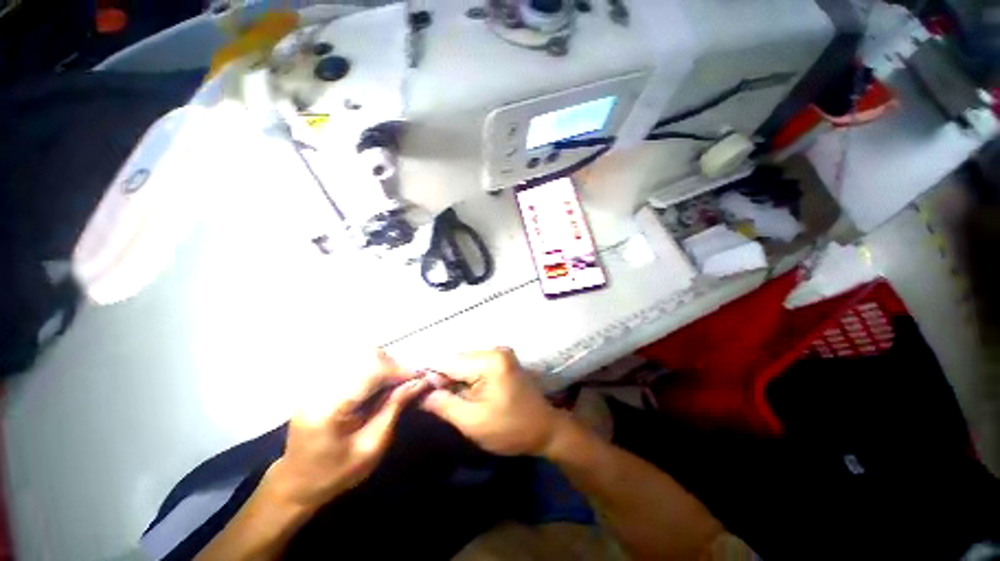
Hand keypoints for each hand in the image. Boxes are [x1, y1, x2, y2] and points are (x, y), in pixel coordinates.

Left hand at [267, 349, 427, 512]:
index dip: (400, 371)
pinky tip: (378, 384)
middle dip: (394, 366)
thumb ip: (394, 408)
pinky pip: (354, 361)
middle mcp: (320, 386)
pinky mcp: (320, 379)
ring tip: (393, 385)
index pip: (371, 372)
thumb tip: (419, 381)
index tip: (422, 378)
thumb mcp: (372, 446)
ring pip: (362, 354)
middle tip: (407, 384)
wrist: (297, 481)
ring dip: (385, 365)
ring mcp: (318, 380)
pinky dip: (373, 367)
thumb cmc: (336, 472)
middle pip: (367, 356)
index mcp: (329, 408)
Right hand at [420, 348, 562, 455]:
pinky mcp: (502, 361)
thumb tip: (421, 393)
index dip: (431, 378)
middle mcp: (495, 350)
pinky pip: (475, 366)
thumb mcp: (473, 422)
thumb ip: (444, 404)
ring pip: (464, 364)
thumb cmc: (511, 429)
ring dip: (454, 381)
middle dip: (444, 380)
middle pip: (457, 360)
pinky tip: (465, 395)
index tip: (419, 395)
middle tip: (436, 403)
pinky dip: (466, 380)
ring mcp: (500, 354)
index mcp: (490, 361)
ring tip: (451, 401)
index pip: (449, 363)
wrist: (545, 430)